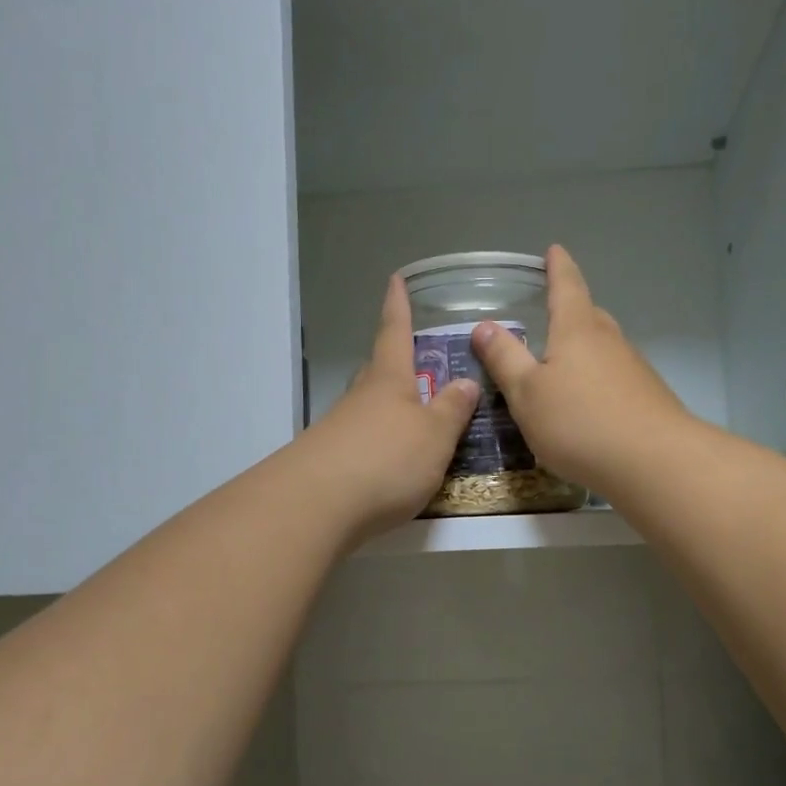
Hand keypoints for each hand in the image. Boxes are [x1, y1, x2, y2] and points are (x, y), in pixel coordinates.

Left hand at [298, 274, 479, 543]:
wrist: (319, 505)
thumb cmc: (387, 460)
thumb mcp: (435, 435)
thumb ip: (452, 410)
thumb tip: (466, 382)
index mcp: (389, 381)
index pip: (395, 333)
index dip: (398, 306)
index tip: (394, 279)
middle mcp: (361, 398)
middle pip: (378, 372)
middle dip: (394, 364)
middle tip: (413, 360)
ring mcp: (340, 430)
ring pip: (368, 409)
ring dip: (387, 409)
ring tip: (411, 419)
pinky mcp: (330, 462)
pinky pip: (361, 442)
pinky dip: (378, 444)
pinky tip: (389, 462)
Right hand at [470, 246, 690, 492]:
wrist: (653, 462)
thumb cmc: (579, 422)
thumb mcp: (527, 394)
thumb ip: (505, 360)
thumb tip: (484, 326)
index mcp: (577, 330)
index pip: (566, 286)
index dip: (558, 268)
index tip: (554, 250)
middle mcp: (610, 341)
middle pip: (589, 317)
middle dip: (571, 312)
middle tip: (553, 313)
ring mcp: (634, 369)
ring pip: (605, 349)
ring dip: (585, 351)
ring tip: (565, 366)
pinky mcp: (648, 398)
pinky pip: (616, 378)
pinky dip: (599, 382)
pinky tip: (590, 406)